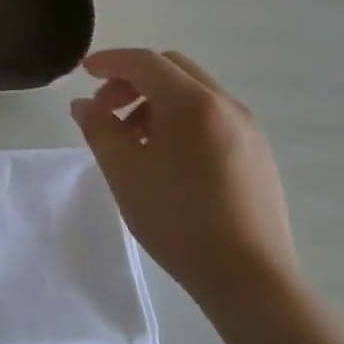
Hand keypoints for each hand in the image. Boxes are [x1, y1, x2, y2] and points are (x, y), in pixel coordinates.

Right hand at [71, 49, 296, 319]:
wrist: (251, 282)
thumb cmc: (178, 220)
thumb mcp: (123, 172)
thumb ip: (98, 128)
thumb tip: (84, 105)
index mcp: (192, 103)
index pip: (144, 61)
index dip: (110, 61)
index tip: (84, 71)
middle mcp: (225, 105)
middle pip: (172, 69)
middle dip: (133, 79)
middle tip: (106, 109)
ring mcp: (248, 130)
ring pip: (194, 92)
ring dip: (157, 100)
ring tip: (134, 138)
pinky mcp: (259, 155)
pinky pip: (213, 116)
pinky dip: (182, 118)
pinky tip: (167, 157)